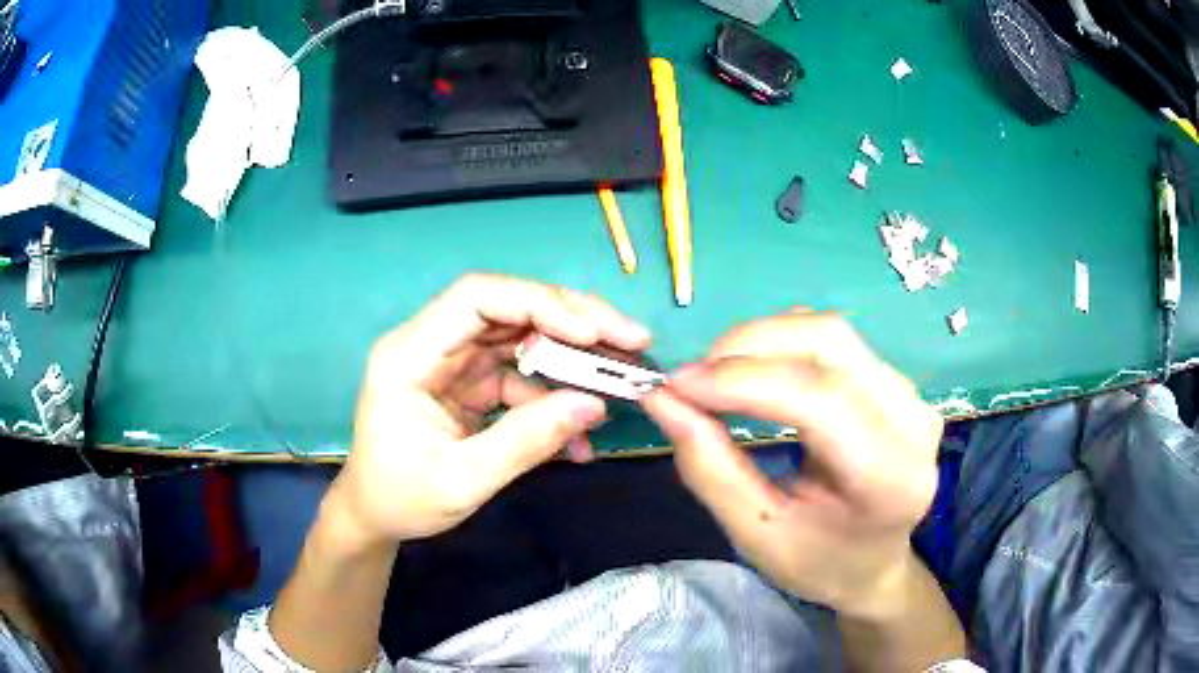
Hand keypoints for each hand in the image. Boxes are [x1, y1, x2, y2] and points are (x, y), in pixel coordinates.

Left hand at [326, 273, 650, 549]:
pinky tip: (580, 432)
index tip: (593, 332)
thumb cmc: (402, 499)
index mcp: (409, 356)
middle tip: (631, 340)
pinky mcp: (468, 382)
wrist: (375, 516)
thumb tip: (594, 405)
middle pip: (508, 309)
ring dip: (572, 358)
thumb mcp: (463, 481)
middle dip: (572, 322)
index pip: (476, 299)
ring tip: (620, 380)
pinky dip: (553, 397)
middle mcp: (431, 345)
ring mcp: (452, 362)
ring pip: (521, 338)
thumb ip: (526, 442)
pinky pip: (520, 375)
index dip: (538, 303)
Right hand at [641, 311, 942, 616]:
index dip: (744, 381)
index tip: (676, 385)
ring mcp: (912, 394)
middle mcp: (913, 421)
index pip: (821, 400)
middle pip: (829, 344)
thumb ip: (710, 468)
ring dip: (763, 340)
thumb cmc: (818, 562)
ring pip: (830, 332)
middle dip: (748, 347)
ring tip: (719, 376)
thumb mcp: (756, 535)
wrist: (873, 564)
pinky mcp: (898, 381)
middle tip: (693, 378)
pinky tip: (757, 372)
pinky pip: (835, 341)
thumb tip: (663, 399)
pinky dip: (783, 344)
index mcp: (890, 477)